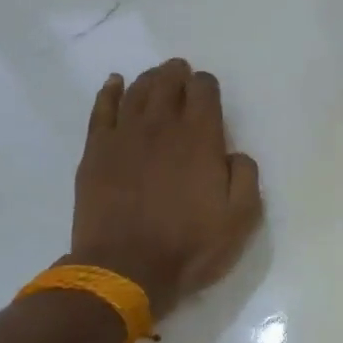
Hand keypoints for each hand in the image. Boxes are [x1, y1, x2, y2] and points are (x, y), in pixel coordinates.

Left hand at [68, 59, 261, 319]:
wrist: (126, 270)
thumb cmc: (191, 246)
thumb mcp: (241, 218)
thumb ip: (246, 176)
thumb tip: (234, 154)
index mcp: (200, 139)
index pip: (204, 91)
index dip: (207, 85)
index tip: (209, 93)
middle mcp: (162, 127)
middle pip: (168, 83)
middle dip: (178, 74)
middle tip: (182, 73)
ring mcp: (124, 137)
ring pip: (137, 91)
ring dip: (150, 79)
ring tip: (158, 76)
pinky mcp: (96, 152)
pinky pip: (102, 109)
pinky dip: (110, 92)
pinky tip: (116, 84)